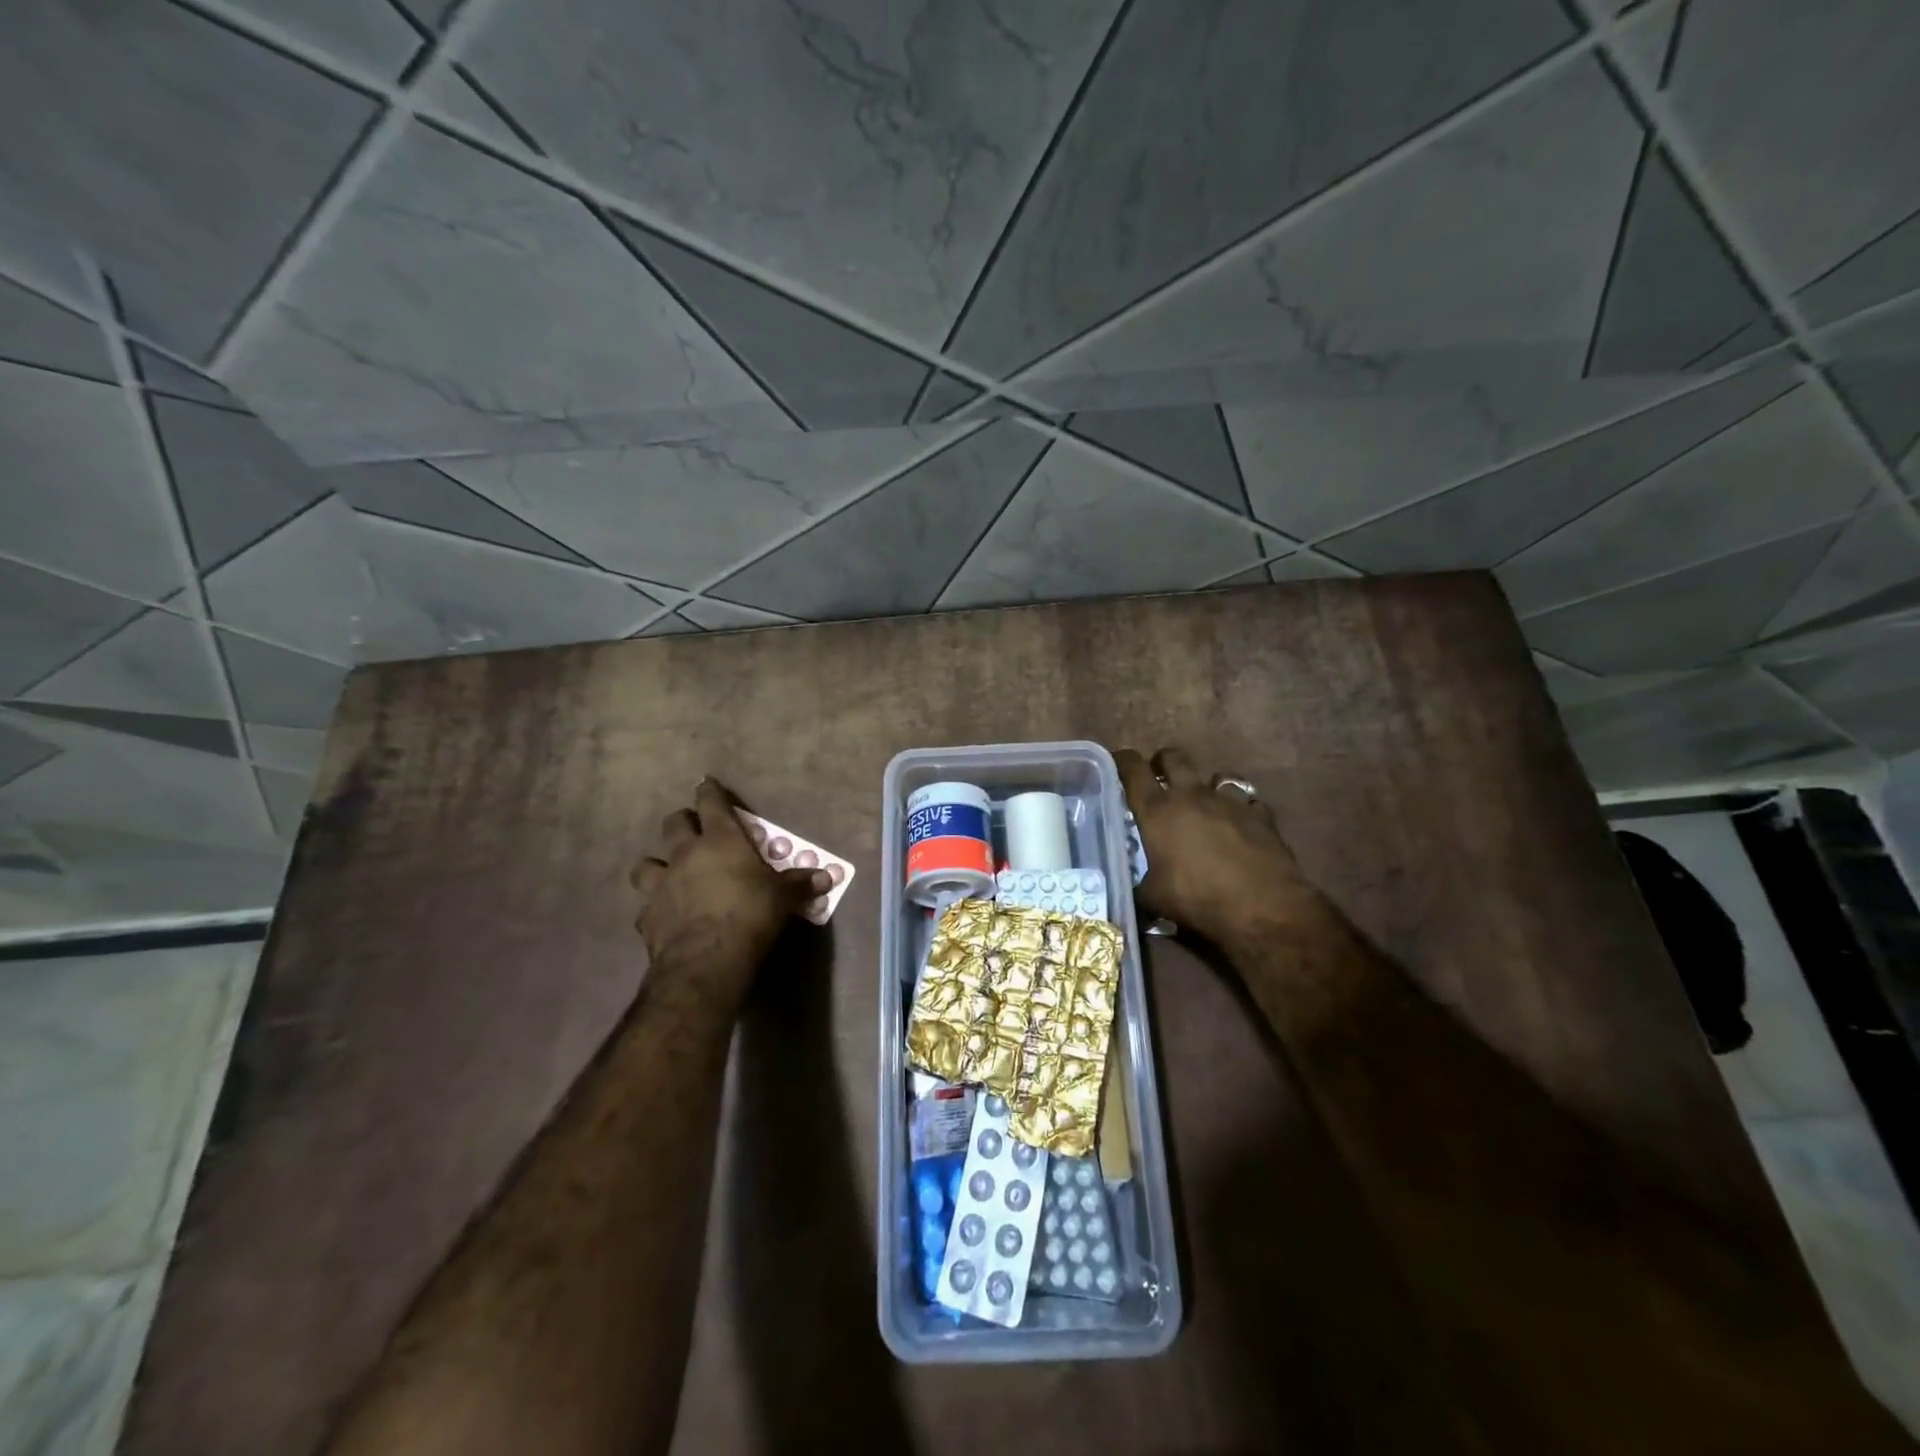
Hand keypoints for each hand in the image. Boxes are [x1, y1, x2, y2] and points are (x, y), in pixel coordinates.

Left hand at [631, 779, 829, 1005]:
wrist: (706, 961)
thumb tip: (826, 877)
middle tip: (693, 828)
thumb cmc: (750, 915)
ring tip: (666, 871)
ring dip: (656, 864)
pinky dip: (655, 907)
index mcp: (720, 840)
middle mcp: (685, 855)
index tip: (706, 783)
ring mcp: (661, 885)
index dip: (709, 791)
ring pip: (646, 863)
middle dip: (682, 821)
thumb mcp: (782, 897)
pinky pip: (646, 906)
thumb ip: (799, 883)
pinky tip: (664, 915)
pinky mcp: (647, 917)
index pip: (711, 803)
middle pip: (674, 824)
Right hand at [1115, 746, 1318, 942]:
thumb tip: (1134, 891)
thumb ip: (1140, 886)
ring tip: (1206, 803)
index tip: (1118, 761)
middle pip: (1174, 758)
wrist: (1261, 907)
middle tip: (1159, 777)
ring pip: (1218, 776)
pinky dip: (1243, 810)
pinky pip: (1250, 802)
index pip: (1133, 769)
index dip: (1122, 760)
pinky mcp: (1261, 815)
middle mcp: (1191, 795)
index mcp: (1157, 810)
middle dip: (1163, 762)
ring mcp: (1229, 802)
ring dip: (1208, 785)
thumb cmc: (1197, 898)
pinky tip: (1242, 826)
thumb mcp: (1154, 898)